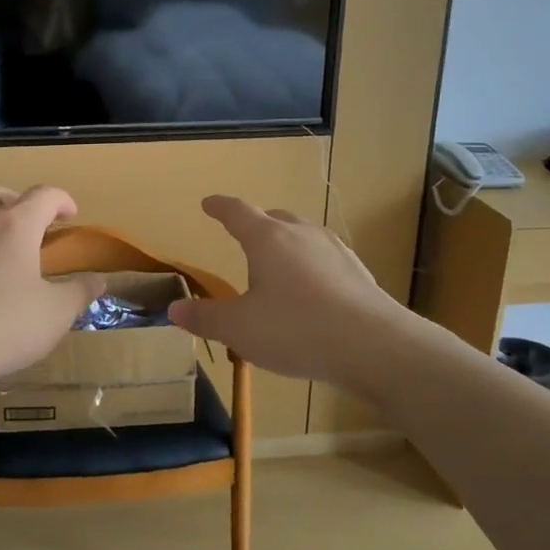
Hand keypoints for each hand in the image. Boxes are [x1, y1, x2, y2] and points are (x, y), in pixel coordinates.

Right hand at [167, 196, 410, 392]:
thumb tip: (174, 310)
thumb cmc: (296, 330)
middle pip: (274, 218)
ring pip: (303, 236)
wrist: (375, 346)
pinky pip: (325, 259)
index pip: (237, 212)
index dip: (219, 207)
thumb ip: (205, 318)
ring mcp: (335, 250)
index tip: (208, 203)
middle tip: (243, 236)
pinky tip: (311, 292)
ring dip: (286, 245)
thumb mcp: (239, 329)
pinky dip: (310, 267)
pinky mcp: (358, 273)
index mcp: (267, 239)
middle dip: (256, 224)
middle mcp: (301, 234)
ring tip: (277, 268)